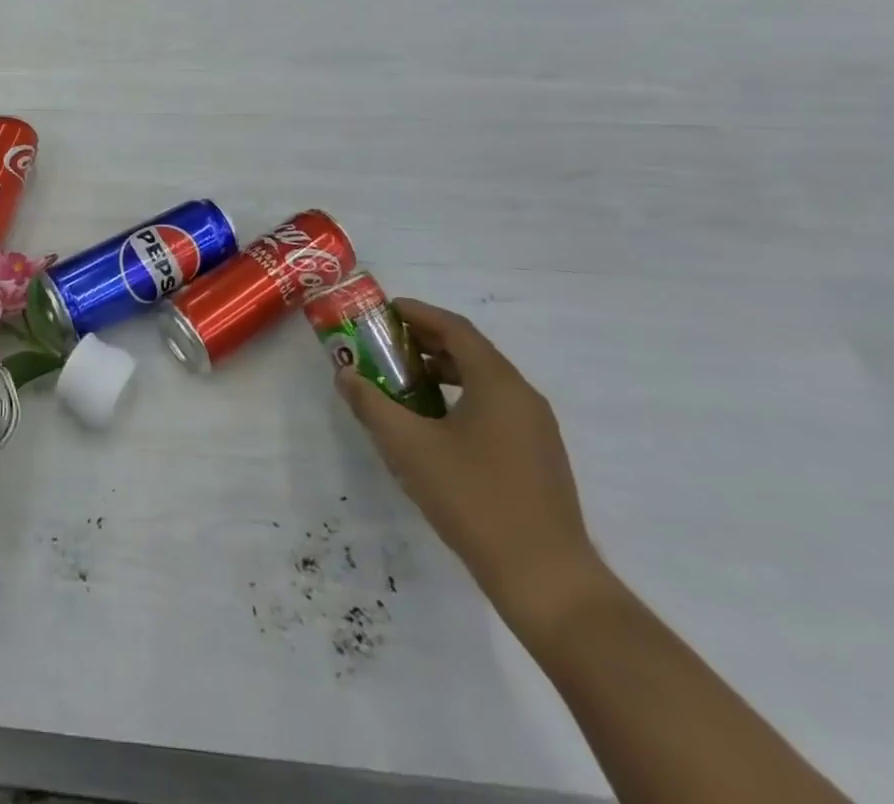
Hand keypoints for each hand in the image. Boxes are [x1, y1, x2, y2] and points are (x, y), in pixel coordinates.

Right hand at [338, 298, 606, 630]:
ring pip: (483, 381)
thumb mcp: (410, 448)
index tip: (383, 311)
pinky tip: (434, 426)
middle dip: (426, 342)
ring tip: (403, 383)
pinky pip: (495, 408)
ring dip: (442, 372)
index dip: (417, 313)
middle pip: (470, 351)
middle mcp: (523, 395)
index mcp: (498, 382)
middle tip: (385, 345)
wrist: (548, 581)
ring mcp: (536, 428)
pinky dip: (460, 398)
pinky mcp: (538, 457)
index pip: (455, 328)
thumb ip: (372, 405)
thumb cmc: (475, 500)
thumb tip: (345, 374)